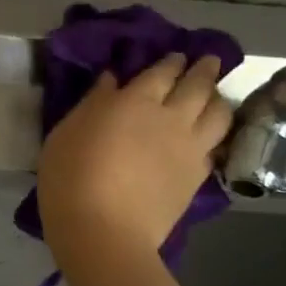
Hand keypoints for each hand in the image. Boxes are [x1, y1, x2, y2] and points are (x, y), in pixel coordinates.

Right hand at [36, 53, 233, 254]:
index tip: (175, 55)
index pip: (161, 72)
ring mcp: (190, 148)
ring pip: (218, 113)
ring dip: (218, 98)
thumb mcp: (67, 133)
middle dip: (203, 70)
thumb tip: (112, 80)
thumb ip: (93, 103)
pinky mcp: (198, 176)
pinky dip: (216, 133)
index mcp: (135, 101)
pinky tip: (210, 134)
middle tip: (207, 61)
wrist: (104, 230)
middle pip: (197, 86)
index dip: (170, 61)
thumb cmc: (72, 176)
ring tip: (214, 95)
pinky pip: (216, 145)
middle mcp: (170, 117)